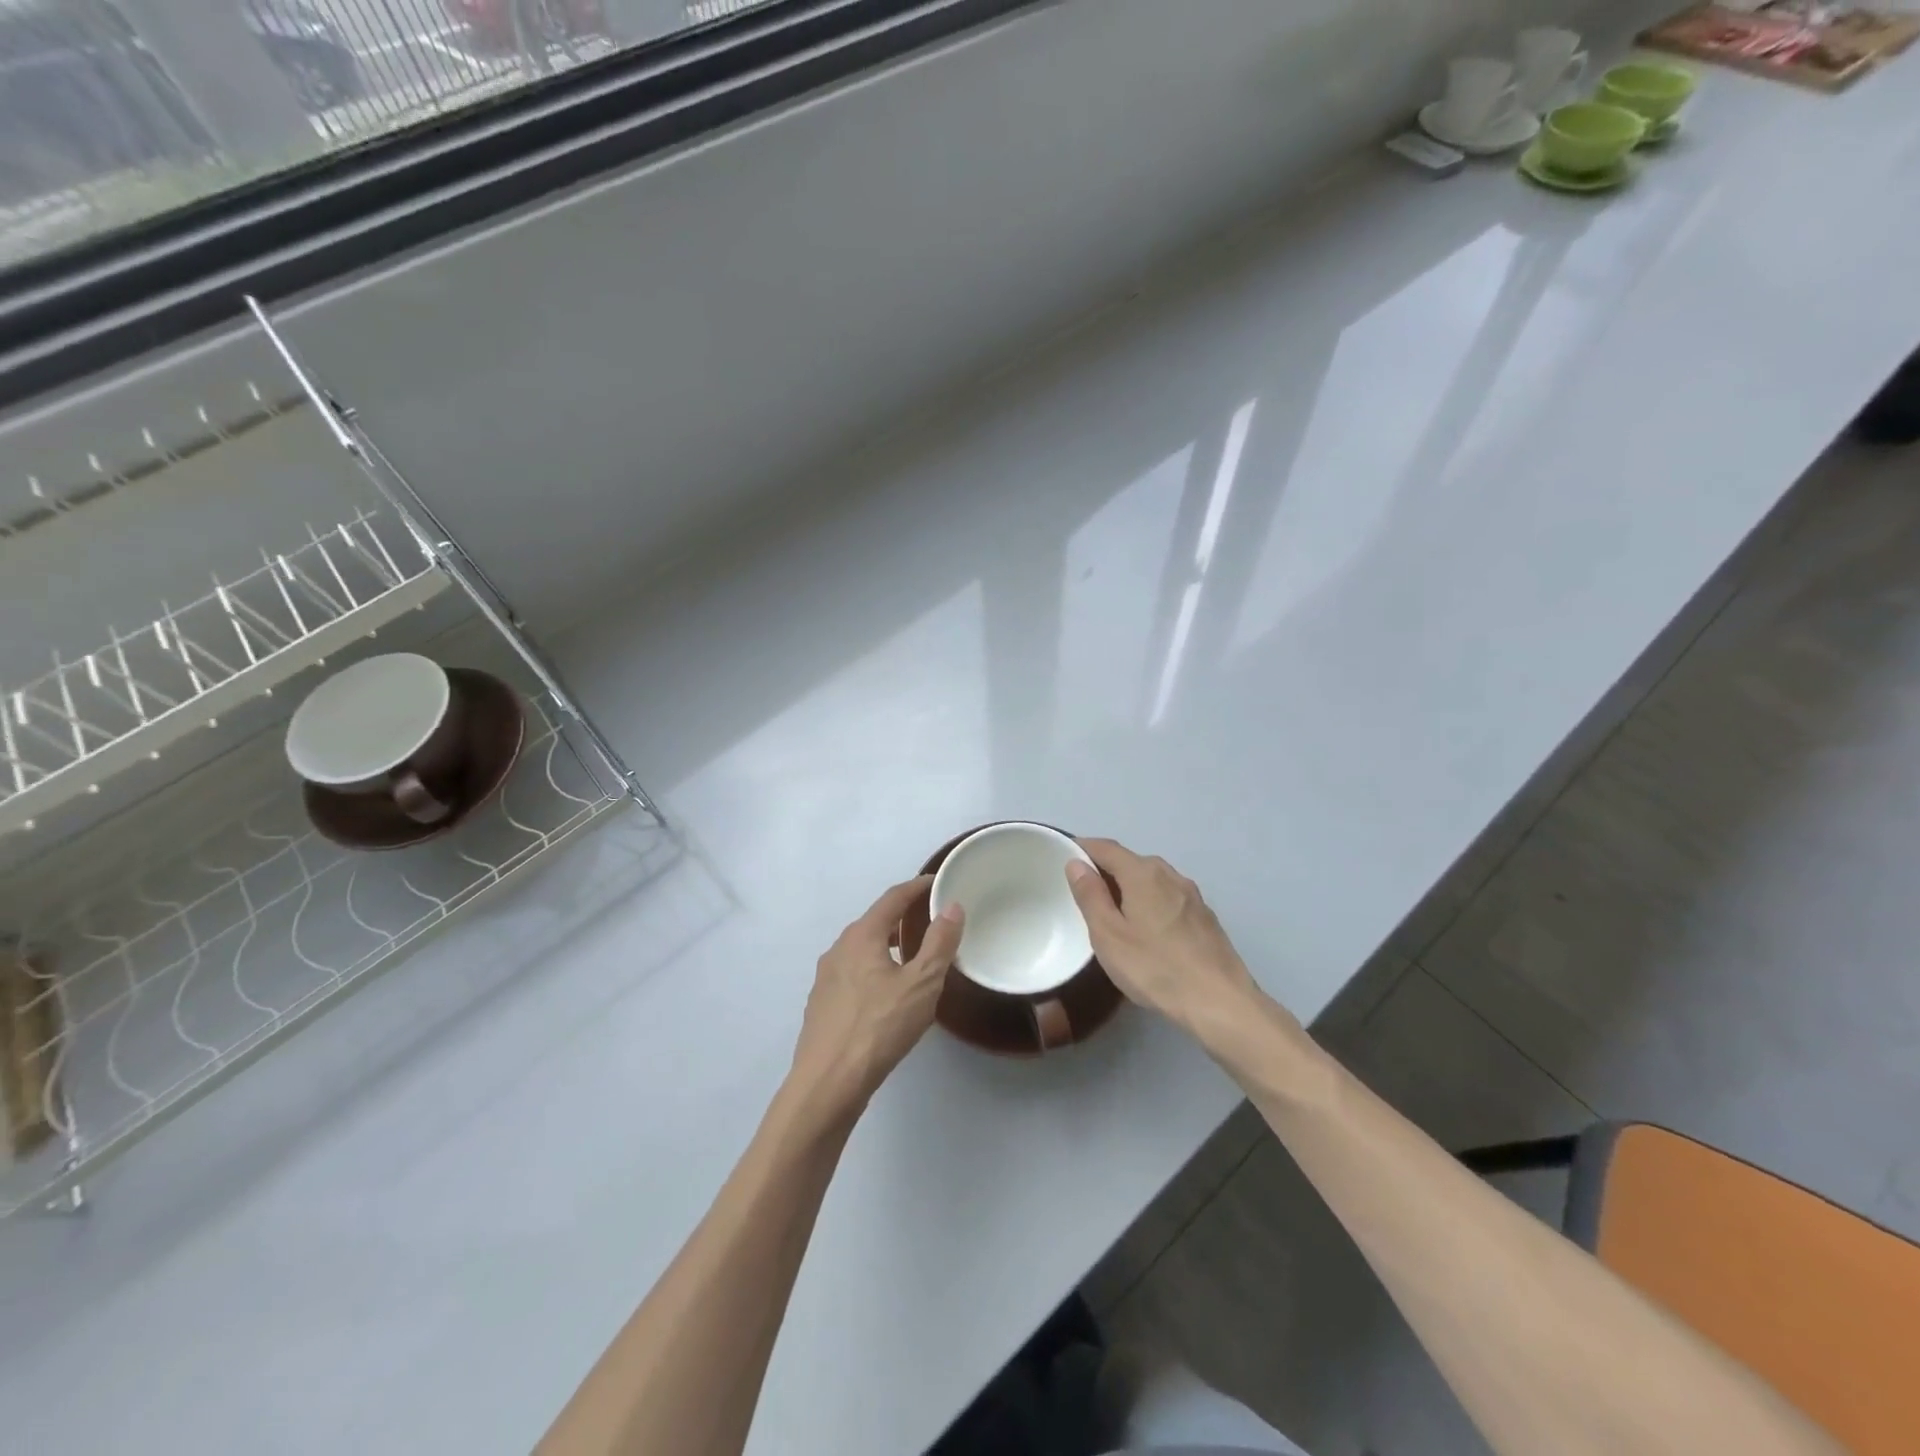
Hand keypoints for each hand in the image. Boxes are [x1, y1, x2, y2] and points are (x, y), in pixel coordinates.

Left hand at [789, 876, 962, 1115]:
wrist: (828, 1083)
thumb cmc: (879, 1027)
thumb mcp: (921, 984)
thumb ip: (939, 943)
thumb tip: (952, 906)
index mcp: (861, 936)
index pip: (892, 898)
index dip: (916, 887)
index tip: (937, 882)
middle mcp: (838, 949)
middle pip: (874, 922)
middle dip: (902, 917)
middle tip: (931, 921)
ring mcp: (826, 978)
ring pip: (862, 950)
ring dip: (888, 946)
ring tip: (913, 959)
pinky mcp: (822, 1005)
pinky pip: (853, 974)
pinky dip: (874, 970)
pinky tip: (887, 995)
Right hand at [1065, 839, 1275, 1042]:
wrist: (1220, 1002)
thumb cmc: (1155, 967)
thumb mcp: (1108, 935)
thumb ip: (1090, 896)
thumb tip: (1076, 863)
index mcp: (1143, 873)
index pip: (1106, 848)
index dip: (1083, 848)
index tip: (1063, 856)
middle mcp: (1170, 875)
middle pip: (1131, 861)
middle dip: (1106, 869)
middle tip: (1083, 891)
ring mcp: (1192, 895)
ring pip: (1152, 880)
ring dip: (1129, 887)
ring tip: (1112, 911)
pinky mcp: (1205, 917)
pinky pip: (1168, 898)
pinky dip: (1150, 902)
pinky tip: (1146, 929)